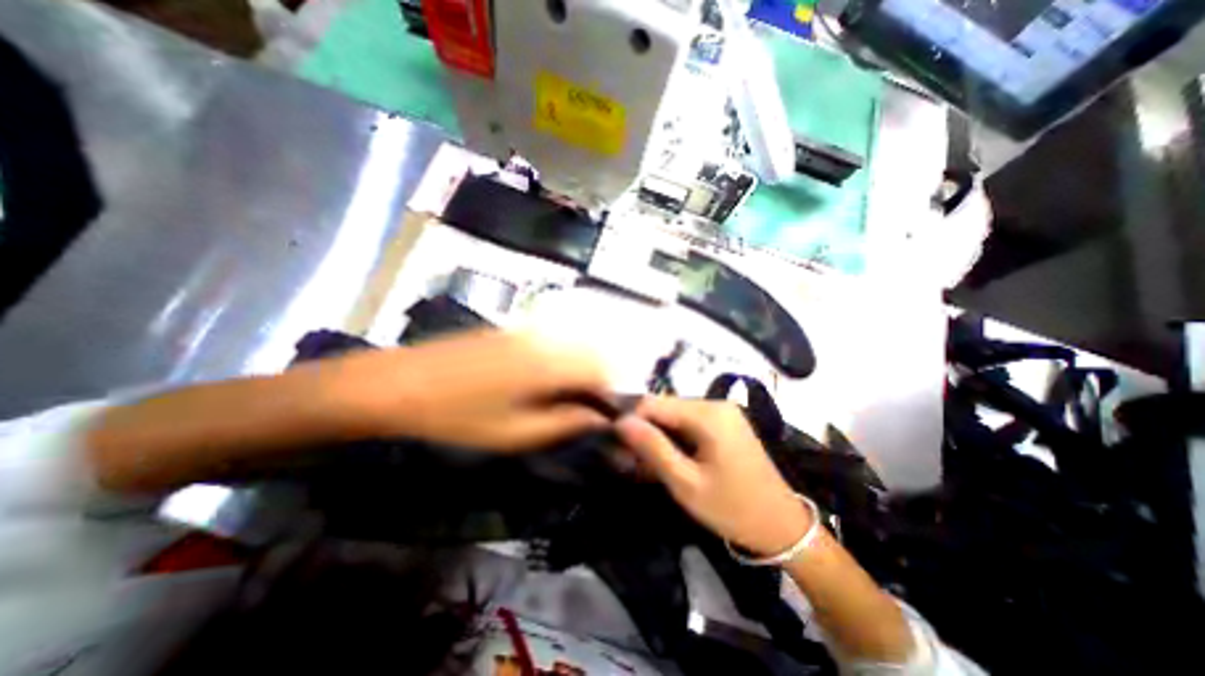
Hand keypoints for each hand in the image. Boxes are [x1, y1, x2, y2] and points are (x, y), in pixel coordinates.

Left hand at [347, 329, 613, 451]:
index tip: (607, 418)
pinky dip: (559, 363)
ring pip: (572, 348)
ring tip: (565, 401)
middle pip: (591, 355)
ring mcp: (527, 330)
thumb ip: (566, 423)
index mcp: (550, 362)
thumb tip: (601, 419)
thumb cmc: (458, 416)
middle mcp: (545, 338)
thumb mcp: (516, 433)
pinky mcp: (511, 330)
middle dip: (598, 383)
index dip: (612, 394)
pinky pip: (551, 343)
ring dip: (579, 373)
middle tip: (586, 413)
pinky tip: (540, 383)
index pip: (602, 371)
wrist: (397, 384)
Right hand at [621, 396, 809, 553]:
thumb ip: (653, 448)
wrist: (783, 526)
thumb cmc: (732, 508)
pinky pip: (690, 422)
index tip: (619, 446)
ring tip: (651, 464)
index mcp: (707, 414)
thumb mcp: (686, 483)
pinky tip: (674, 459)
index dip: (631, 421)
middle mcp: (715, 403)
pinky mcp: (726, 422)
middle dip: (646, 430)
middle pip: (665, 407)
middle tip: (635, 462)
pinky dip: (676, 438)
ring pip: (675, 415)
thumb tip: (621, 421)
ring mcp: (723, 411)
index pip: (653, 403)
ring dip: (660, 436)